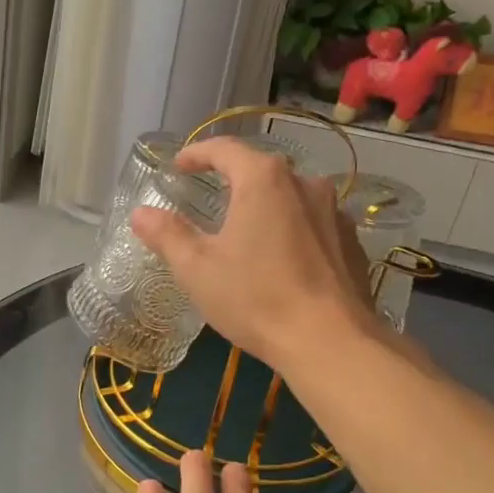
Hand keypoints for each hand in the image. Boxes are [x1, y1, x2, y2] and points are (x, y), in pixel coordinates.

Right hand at [131, 137, 378, 372]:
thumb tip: (141, 213)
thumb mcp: (197, 269)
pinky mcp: (352, 242)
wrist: (330, 342)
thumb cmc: (256, 298)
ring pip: (291, 197)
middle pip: (261, 170)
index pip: (225, 149)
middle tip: (211, 198)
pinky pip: (314, 225)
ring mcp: (334, 212)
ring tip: (248, 232)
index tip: (179, 166)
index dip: (198, 153)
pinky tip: (283, 260)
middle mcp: (305, 183)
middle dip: (233, 180)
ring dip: (266, 207)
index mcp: (263, 180)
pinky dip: (293, 231)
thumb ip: (167, 235)